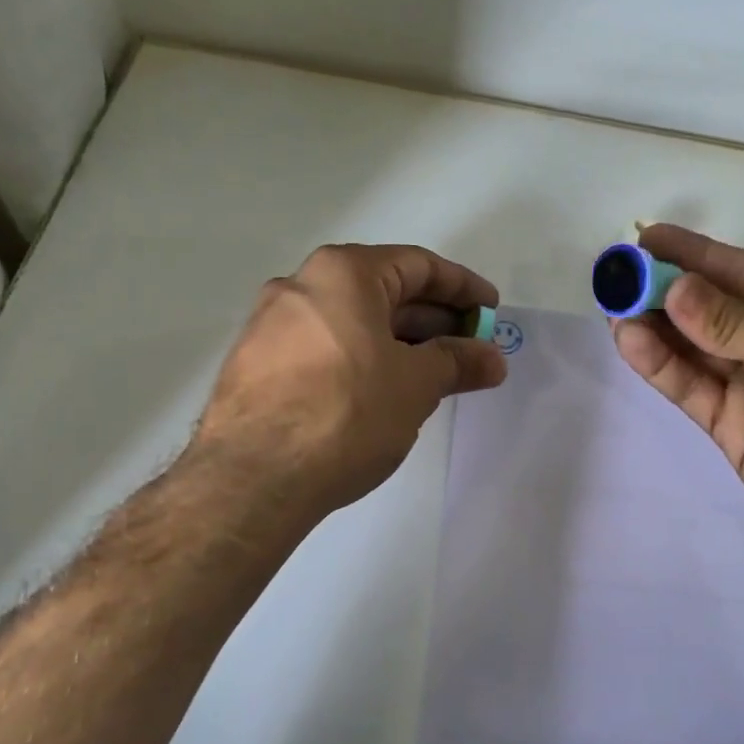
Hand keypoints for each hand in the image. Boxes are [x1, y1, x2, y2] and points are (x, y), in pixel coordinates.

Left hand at [192, 244, 505, 519]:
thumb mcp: (415, 385)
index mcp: (342, 273)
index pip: (418, 265)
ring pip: (351, 322)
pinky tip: (381, 392)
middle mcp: (300, 285)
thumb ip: (457, 362)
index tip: (490, 312)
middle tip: (468, 349)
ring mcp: (271, 325)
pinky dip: (361, 359)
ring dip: (398, 343)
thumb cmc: (347, 413)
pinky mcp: (256, 364)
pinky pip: (324, 347)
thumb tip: (491, 358)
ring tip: (432, 375)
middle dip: (432, 320)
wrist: (252, 477)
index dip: (462, 288)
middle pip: (382, 291)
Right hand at [613, 224, 743, 579]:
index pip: (741, 271)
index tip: (645, 238)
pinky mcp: (729, 424)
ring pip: (691, 347)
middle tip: (616, 275)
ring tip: (612, 307)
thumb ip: (734, 321)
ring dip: (653, 326)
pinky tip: (630, 341)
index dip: (693, 253)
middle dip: (664, 289)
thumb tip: (673, 289)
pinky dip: (659, 365)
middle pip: (709, 308)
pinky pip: (689, 387)